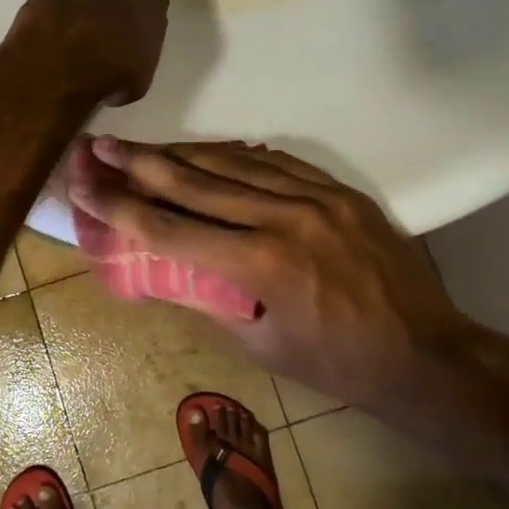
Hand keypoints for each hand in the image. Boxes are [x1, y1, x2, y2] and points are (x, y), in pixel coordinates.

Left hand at [7, 0, 169, 106]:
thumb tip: (126, 61)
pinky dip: (53, 17)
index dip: (143, 17)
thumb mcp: (141, 77)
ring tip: (73, 40)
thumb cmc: (112, 73)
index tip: (135, 37)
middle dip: (111, 2)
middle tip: (104, 33)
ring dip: (80, 8)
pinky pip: (53, 2)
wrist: (58, 67)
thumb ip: (139, 55)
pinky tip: (50, 41)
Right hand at [67, 137, 501, 418]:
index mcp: (260, 265)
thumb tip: (164, 269)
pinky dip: (233, 156)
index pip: (170, 229)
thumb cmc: (335, 364)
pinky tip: (207, 151)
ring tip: (141, 144)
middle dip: (139, 163)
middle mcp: (284, 218)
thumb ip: (208, 298)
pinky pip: (275, 162)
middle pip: (195, 182)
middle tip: (99, 146)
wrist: (424, 352)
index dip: (120, 207)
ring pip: (233, 163)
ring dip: (181, 152)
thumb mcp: (259, 343)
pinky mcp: (338, 190)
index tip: (85, 187)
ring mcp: (316, 197)